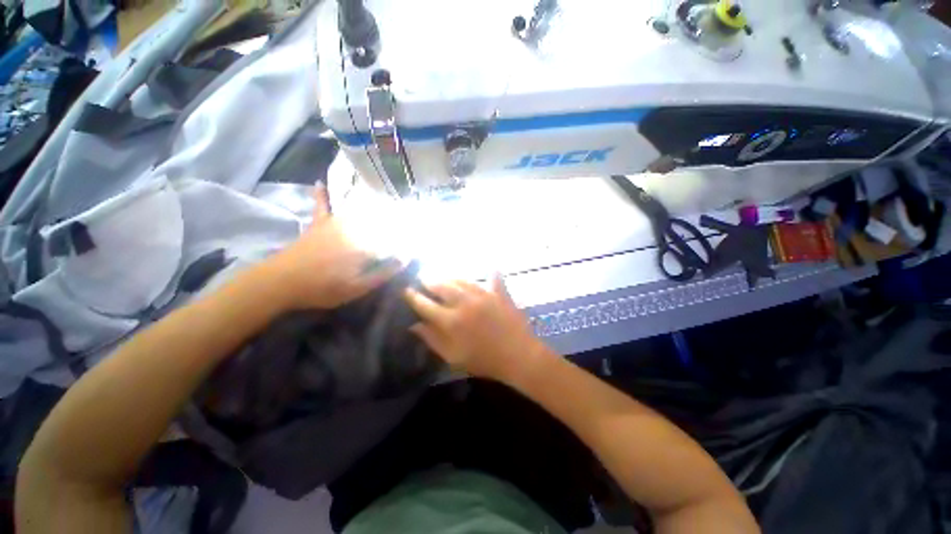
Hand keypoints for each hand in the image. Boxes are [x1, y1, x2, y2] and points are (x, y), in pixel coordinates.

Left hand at [268, 185, 398, 309]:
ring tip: (389, 203)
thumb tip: (407, 257)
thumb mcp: (359, 287)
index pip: (394, 238)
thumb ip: (384, 272)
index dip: (408, 240)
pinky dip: (322, 196)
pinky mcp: (319, 225)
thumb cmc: (324, 288)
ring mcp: (335, 223)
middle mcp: (354, 228)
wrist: (281, 282)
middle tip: (409, 219)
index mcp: (366, 244)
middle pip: (381, 220)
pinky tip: (320, 183)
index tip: (417, 242)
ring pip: (360, 211)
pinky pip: (322, 206)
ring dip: (376, 207)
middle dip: (398, 220)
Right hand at [403, 275, 551, 383]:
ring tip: (443, 274)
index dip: (413, 296)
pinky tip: (490, 266)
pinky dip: (490, 272)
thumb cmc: (483, 360)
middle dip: (429, 280)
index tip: (405, 290)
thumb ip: (432, 339)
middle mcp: (464, 302)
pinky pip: (493, 278)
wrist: (518, 356)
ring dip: (450, 277)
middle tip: (422, 276)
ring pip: (461, 280)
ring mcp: (483, 295)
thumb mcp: (453, 357)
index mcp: (450, 320)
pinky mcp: (499, 293)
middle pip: (441, 286)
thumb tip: (414, 325)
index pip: (425, 304)